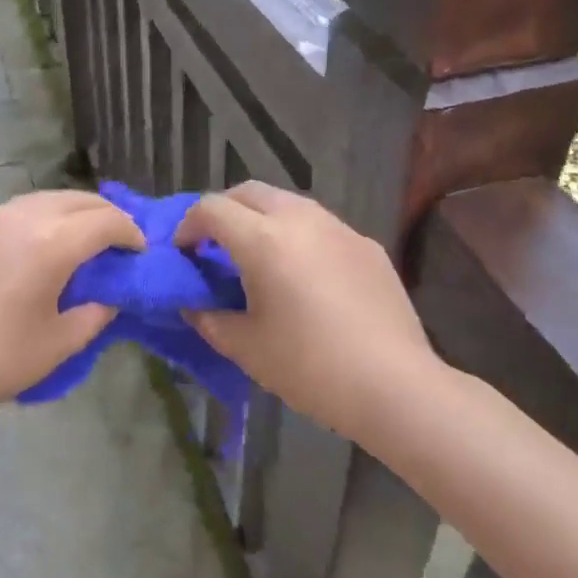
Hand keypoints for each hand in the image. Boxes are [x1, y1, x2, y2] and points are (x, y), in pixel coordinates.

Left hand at [0, 190, 143, 437]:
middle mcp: (24, 215)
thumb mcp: (59, 343)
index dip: (132, 234)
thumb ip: (96, 312)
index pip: (107, 221)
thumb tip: (110, 294)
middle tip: (120, 243)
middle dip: (107, 216)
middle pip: (80, 200)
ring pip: (48, 199)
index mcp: (52, 241)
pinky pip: (19, 211)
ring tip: (84, 241)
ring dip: (74, 213)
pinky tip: (41, 248)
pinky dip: (43, 219)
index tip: (140, 253)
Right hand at [176, 182, 441, 446]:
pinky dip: (298, 236)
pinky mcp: (367, 245)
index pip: (211, 209)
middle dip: (224, 211)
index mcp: (263, 239)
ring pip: (288, 203)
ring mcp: (339, 228)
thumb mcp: (245, 347)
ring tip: (258, 257)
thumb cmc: (309, 366)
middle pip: (249, 192)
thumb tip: (193, 304)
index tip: (184, 253)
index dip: (188, 226)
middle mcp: (300, 219)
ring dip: (262, 219)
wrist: (394, 385)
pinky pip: (321, 226)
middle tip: (214, 246)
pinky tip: (305, 276)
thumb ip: (209, 318)